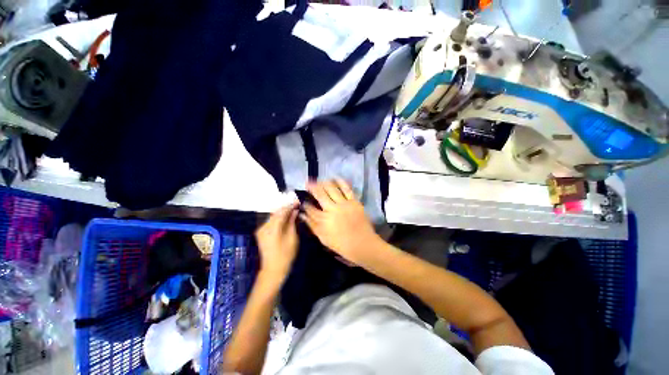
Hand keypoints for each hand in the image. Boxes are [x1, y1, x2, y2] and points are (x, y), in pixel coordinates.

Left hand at [255, 203, 298, 282]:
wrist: (273, 270)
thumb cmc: (285, 255)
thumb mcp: (292, 238)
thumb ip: (292, 222)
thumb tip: (294, 211)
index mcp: (272, 229)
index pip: (281, 212)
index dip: (290, 206)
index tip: (298, 201)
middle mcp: (264, 227)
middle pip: (276, 213)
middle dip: (286, 208)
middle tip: (296, 205)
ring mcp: (260, 230)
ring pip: (273, 216)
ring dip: (282, 213)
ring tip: (293, 210)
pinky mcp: (261, 232)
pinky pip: (270, 221)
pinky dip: (278, 218)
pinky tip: (286, 217)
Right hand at [300, 180, 380, 264]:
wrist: (363, 244)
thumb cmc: (342, 245)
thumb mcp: (324, 239)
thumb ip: (312, 226)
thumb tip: (303, 215)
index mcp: (324, 220)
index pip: (311, 209)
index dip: (305, 203)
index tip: (303, 199)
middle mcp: (332, 209)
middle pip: (320, 194)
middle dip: (312, 187)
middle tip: (308, 183)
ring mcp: (344, 204)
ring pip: (331, 189)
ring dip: (324, 183)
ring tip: (319, 180)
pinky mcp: (354, 201)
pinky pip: (346, 189)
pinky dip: (340, 182)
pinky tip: (335, 178)